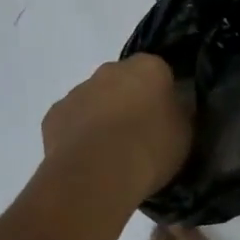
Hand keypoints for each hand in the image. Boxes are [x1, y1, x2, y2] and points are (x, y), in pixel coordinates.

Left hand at [40, 55, 190, 201]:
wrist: (97, 173)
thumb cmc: (150, 148)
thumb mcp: (184, 133)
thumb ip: (180, 113)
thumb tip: (175, 108)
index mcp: (148, 67)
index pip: (158, 72)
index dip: (161, 95)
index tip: (164, 119)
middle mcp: (110, 69)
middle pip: (123, 82)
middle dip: (128, 102)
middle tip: (138, 137)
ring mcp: (78, 90)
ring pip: (94, 100)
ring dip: (101, 118)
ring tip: (110, 156)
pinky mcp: (54, 115)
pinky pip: (71, 122)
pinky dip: (78, 136)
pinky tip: (86, 161)